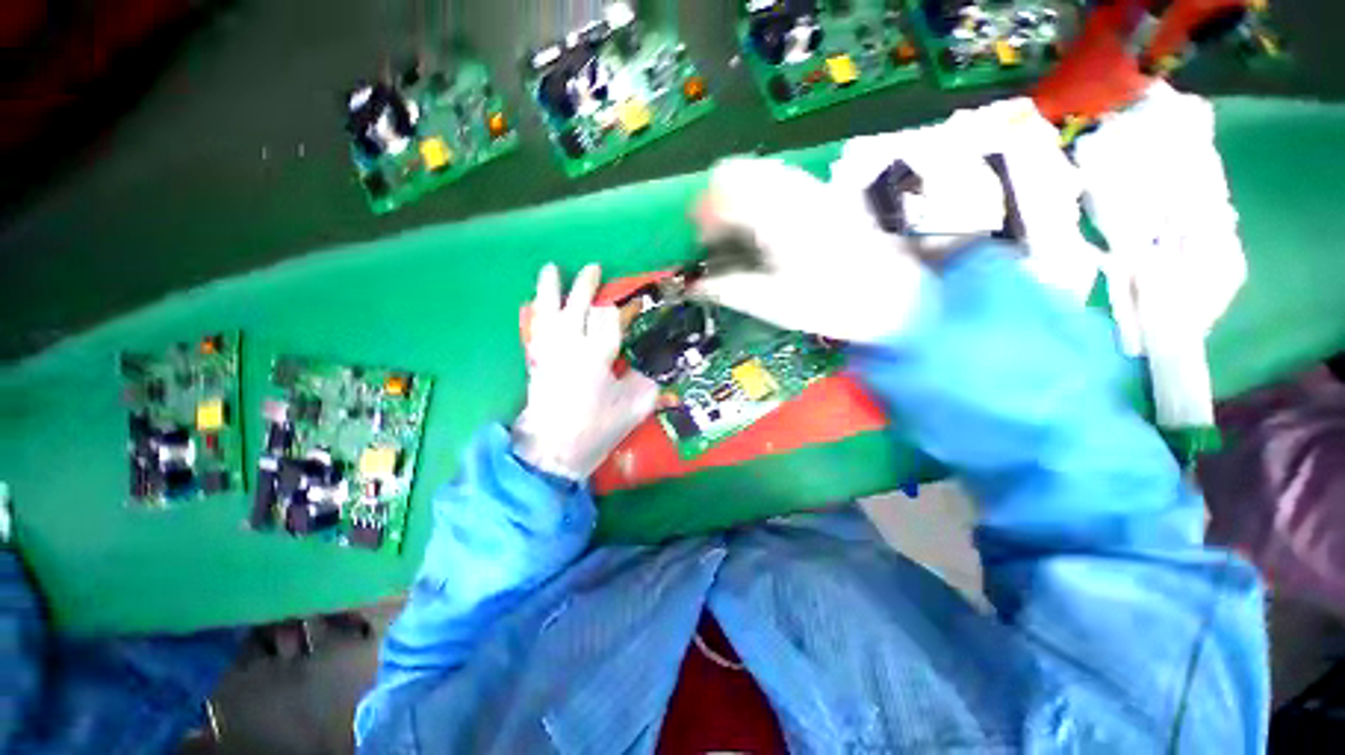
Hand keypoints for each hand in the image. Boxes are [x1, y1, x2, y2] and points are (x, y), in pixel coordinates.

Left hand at [513, 264, 658, 481]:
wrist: (554, 453)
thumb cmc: (597, 430)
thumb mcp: (634, 408)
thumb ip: (649, 381)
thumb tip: (657, 366)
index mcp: (596, 357)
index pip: (607, 319)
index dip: (618, 311)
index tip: (629, 307)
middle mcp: (569, 347)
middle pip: (576, 307)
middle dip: (585, 287)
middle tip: (594, 269)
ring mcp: (548, 353)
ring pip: (548, 313)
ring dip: (550, 290)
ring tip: (551, 268)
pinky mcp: (536, 363)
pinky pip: (535, 330)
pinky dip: (536, 314)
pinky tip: (535, 304)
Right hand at [691, 157, 930, 343]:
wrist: (893, 295)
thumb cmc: (831, 302)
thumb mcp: (773, 304)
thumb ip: (729, 289)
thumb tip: (694, 286)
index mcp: (775, 218)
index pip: (723, 191)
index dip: (702, 212)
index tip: (699, 237)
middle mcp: (791, 191)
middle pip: (737, 169)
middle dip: (715, 198)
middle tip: (713, 233)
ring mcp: (810, 186)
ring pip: (757, 169)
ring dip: (736, 193)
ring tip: (735, 228)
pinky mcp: (823, 191)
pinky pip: (778, 177)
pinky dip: (758, 193)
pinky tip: (763, 223)